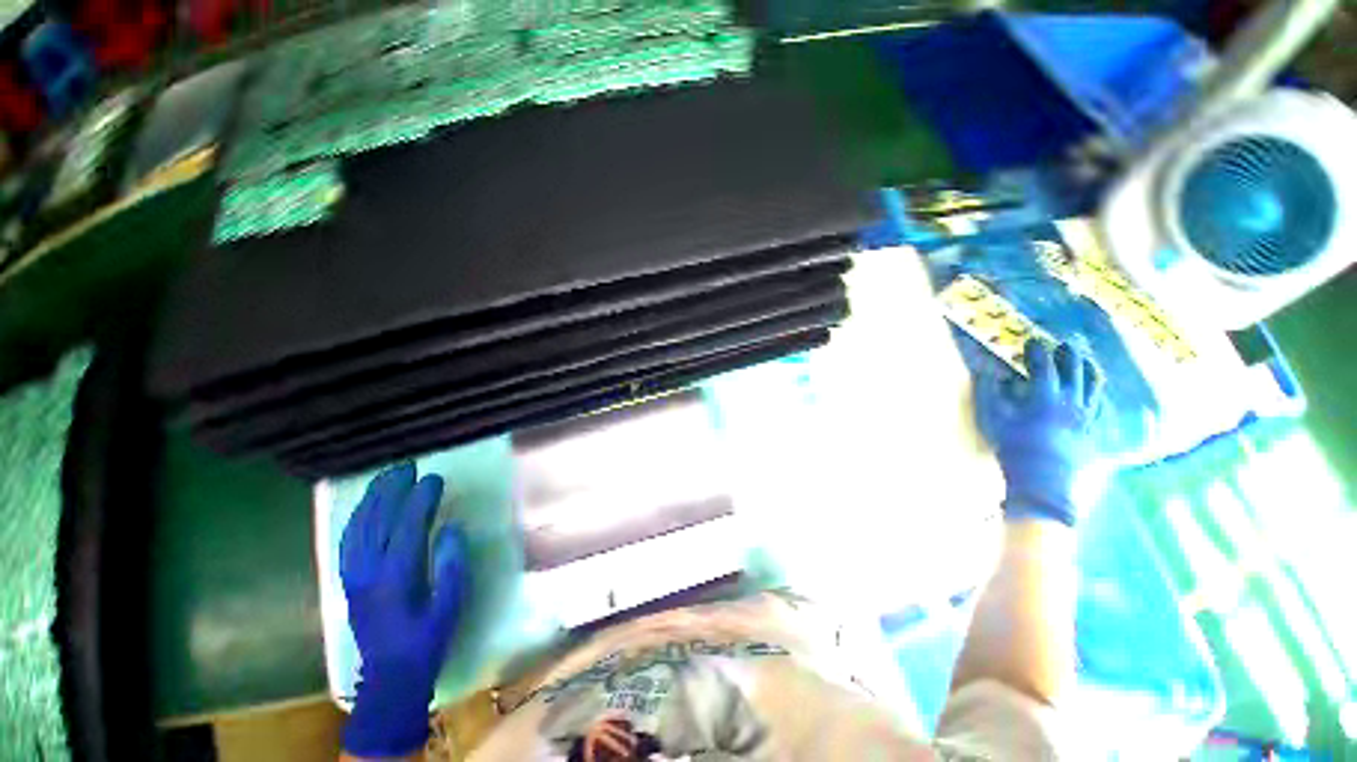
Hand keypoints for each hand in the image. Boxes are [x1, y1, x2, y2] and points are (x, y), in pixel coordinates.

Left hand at [340, 463, 465, 757]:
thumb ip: (452, 566)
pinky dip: (356, 518)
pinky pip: (347, 541)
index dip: (420, 500)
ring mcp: (353, 576)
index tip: (434, 478)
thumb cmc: (427, 639)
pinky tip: (365, 506)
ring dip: (371, 499)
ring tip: (386, 476)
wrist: (390, 677)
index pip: (406, 527)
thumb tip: (452, 528)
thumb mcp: (450, 606)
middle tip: (407, 467)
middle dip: (391, 490)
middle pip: (377, 521)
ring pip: (357, 528)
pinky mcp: (348, 581)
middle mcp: (369, 572)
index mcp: (397, 578)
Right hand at [976, 339, 1102, 525]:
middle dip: (1069, 354)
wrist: (1045, 484)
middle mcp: (1072, 402)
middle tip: (1064, 343)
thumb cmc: (1015, 450)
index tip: (1032, 341)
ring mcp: (1087, 417)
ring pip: (1094, 385)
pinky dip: (1098, 394)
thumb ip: (990, 394)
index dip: (1037, 351)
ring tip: (1085, 360)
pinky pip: (1102, 406)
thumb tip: (990, 374)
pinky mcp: (1095, 431)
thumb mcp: (994, 420)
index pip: (1043, 366)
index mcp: (1045, 397)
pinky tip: (1096, 393)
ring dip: (1088, 369)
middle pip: (1075, 370)